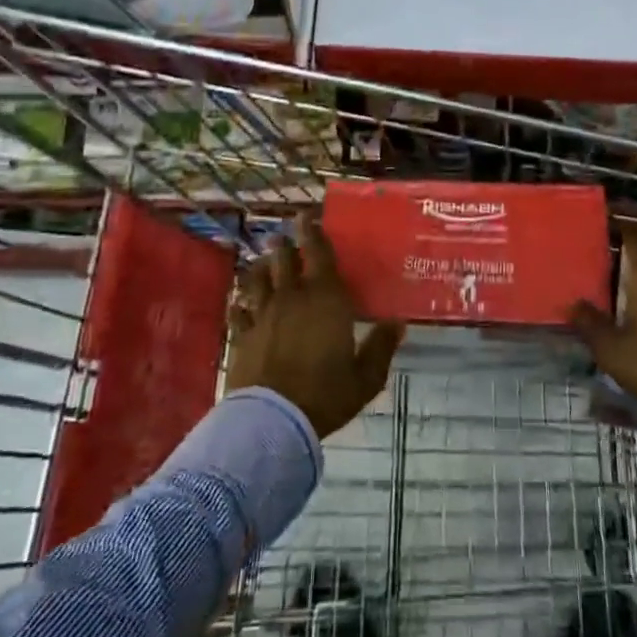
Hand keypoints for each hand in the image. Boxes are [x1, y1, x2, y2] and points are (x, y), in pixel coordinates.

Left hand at [228, 215, 405, 438]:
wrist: (274, 419)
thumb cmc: (326, 394)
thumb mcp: (366, 377)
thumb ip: (381, 347)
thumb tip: (398, 322)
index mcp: (326, 299)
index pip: (319, 254)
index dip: (314, 233)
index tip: (307, 217)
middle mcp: (292, 297)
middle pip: (285, 260)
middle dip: (286, 244)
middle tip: (285, 235)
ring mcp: (263, 314)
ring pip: (258, 279)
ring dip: (261, 267)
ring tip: (262, 262)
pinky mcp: (242, 336)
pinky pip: (238, 312)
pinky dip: (240, 305)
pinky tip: (239, 304)